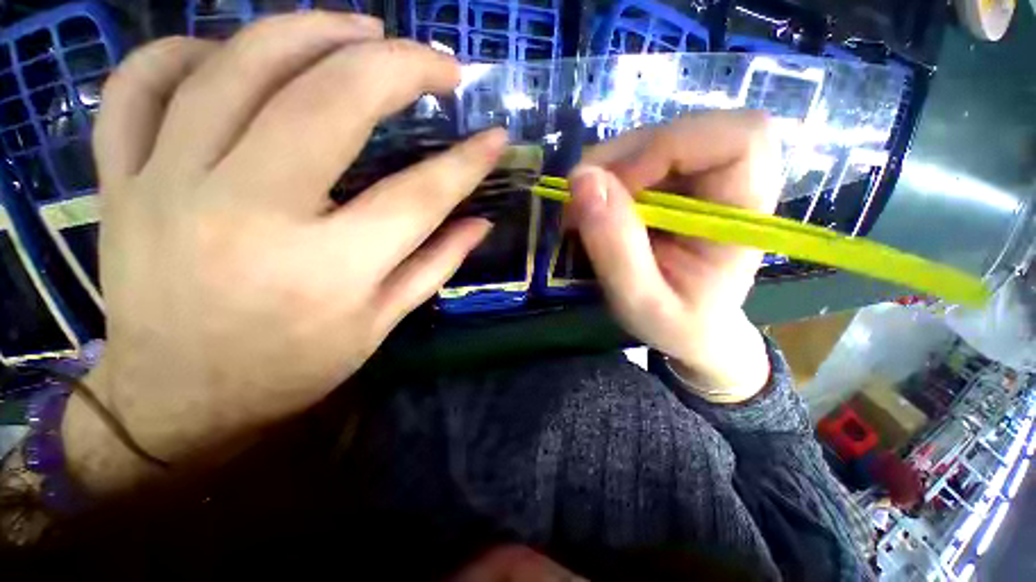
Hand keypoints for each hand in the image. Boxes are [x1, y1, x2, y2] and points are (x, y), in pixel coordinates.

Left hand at [63, 14, 505, 491]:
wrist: (175, 400)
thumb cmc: (290, 369)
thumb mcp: (380, 324)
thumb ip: (435, 264)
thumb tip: (481, 222)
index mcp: (328, 271)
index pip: (419, 196)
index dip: (467, 162)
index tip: (495, 136)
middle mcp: (249, 215)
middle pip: (331, 103)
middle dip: (399, 66)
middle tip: (439, 62)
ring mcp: (168, 186)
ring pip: (238, 66)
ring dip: (312, 31)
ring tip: (361, 28)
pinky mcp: (121, 181)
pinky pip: (141, 85)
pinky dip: (187, 49)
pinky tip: (233, 53)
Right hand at [569, 111, 781, 400]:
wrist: (690, 330)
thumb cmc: (675, 324)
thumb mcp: (640, 301)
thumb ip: (615, 249)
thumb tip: (581, 181)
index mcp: (744, 213)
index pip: (738, 138)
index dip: (669, 148)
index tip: (617, 188)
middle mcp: (732, 183)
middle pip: (686, 130)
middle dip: (624, 158)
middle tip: (582, 200)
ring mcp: (702, 179)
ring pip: (655, 139)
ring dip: (609, 168)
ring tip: (583, 209)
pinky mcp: (677, 183)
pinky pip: (639, 157)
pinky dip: (608, 176)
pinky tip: (596, 207)